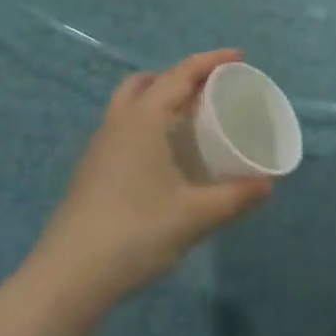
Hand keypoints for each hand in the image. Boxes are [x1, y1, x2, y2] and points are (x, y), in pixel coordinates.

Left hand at [32, 51, 272, 310]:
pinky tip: (164, 156)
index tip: (240, 57)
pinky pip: (123, 128)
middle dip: (180, 77)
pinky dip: (147, 124)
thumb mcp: (195, 216)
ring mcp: (99, 147)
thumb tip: (267, 185)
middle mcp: (118, 122)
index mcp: (143, 119)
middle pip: (148, 81)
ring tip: (189, 119)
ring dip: (159, 99)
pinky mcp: (91, 171)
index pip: (181, 74)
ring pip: (130, 104)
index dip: (212, 61)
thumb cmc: (135, 233)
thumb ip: (235, 197)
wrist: (67, 278)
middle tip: (210, 90)